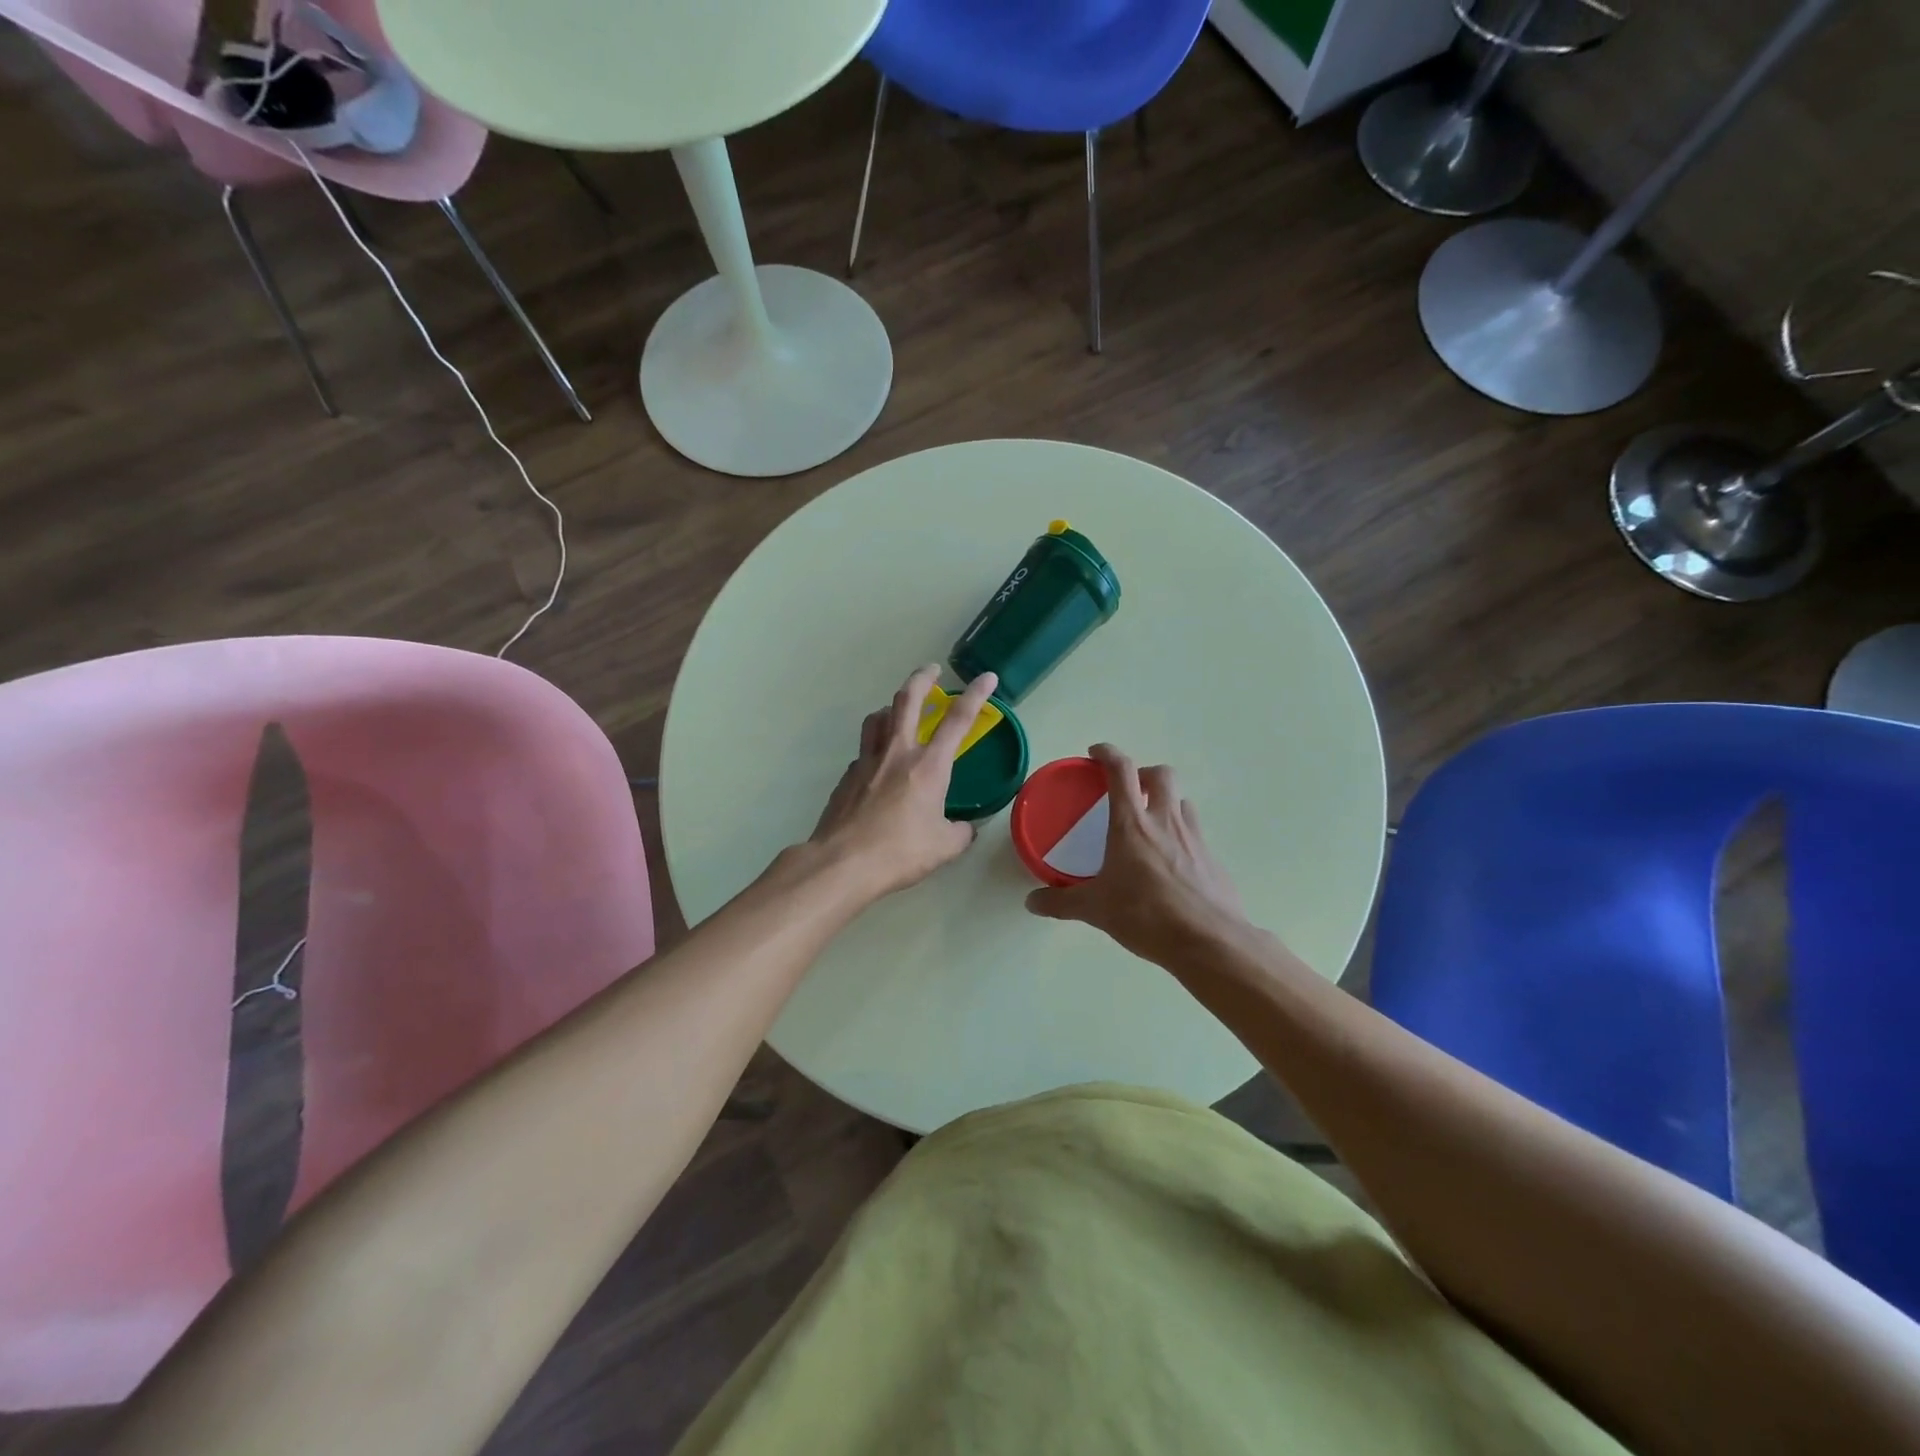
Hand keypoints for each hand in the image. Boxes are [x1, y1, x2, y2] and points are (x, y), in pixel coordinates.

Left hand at [808, 665, 999, 900]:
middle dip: (922, 678)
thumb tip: (964, 828)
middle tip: (932, 670)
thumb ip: (960, 832)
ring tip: (898, 712)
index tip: (987, 677)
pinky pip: (864, 752)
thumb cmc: (900, 852)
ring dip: (891, 707)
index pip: (958, 720)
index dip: (975, 695)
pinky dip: (875, 748)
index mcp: (929, 766)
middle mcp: (897, 753)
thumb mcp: (944, 847)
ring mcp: (867, 762)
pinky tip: (878, 767)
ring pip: (877, 718)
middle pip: (907, 700)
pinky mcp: (847, 777)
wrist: (842, 863)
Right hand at [1025, 745, 1250, 966]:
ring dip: (1166, 803)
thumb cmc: (1146, 915)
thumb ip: (1061, 903)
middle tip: (1129, 792)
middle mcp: (1165, 821)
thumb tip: (1031, 902)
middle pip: (1161, 774)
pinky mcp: (1212, 859)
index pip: (1120, 771)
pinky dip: (1181, 836)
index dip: (1107, 753)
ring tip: (1150, 826)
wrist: (1209, 941)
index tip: (1095, 754)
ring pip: (1182, 801)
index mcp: (1132, 824)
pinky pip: (1195, 833)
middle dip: (1144, 774)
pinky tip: (1170, 864)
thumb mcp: (1096, 910)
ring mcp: (1194, 838)